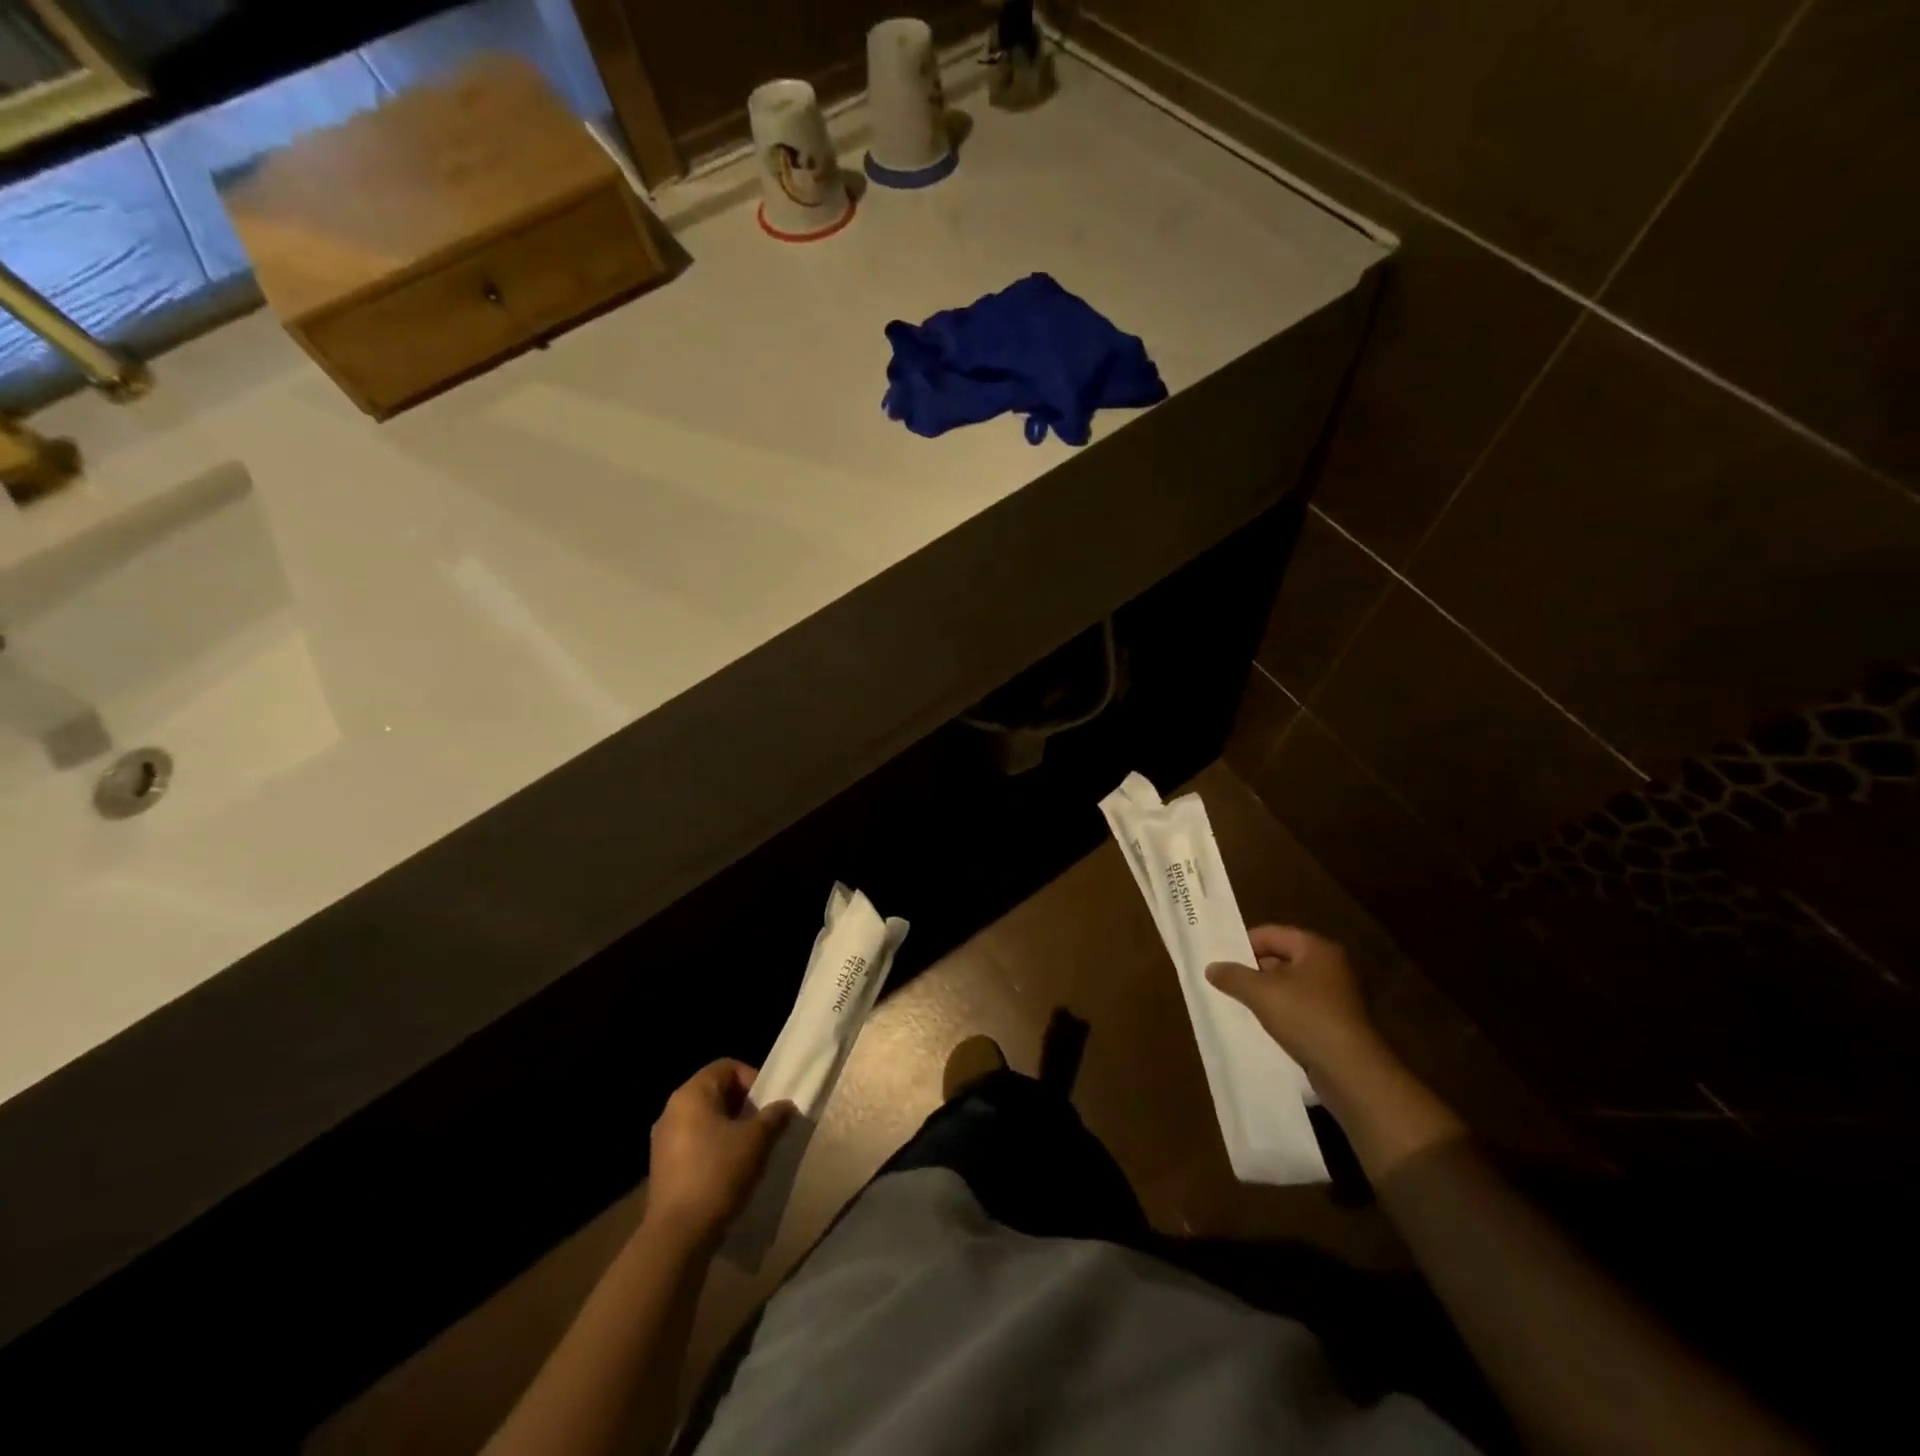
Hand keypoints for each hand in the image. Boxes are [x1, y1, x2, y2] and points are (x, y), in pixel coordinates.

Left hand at [647, 1060, 794, 1243]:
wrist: (678, 1235)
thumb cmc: (718, 1173)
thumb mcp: (756, 1140)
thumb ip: (774, 1116)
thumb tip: (786, 1106)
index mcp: (692, 1094)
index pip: (727, 1067)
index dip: (752, 1079)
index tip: (767, 1104)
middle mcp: (672, 1109)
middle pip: (715, 1092)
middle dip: (743, 1105)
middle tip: (763, 1125)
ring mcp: (663, 1139)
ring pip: (704, 1119)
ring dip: (729, 1127)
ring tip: (749, 1149)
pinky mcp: (662, 1167)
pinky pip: (693, 1142)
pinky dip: (713, 1147)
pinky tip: (729, 1170)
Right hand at [1206, 925, 1392, 1087]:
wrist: (1350, 1071)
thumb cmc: (1305, 1018)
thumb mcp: (1260, 993)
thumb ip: (1233, 976)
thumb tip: (1211, 967)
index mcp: (1315, 948)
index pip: (1270, 933)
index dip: (1243, 944)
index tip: (1221, 960)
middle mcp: (1329, 965)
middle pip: (1280, 958)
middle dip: (1252, 970)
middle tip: (1225, 981)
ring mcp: (1335, 995)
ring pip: (1289, 984)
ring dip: (1265, 993)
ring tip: (1238, 1003)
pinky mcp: (1335, 1021)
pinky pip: (1299, 1007)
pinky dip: (1280, 1012)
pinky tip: (1262, 1024)